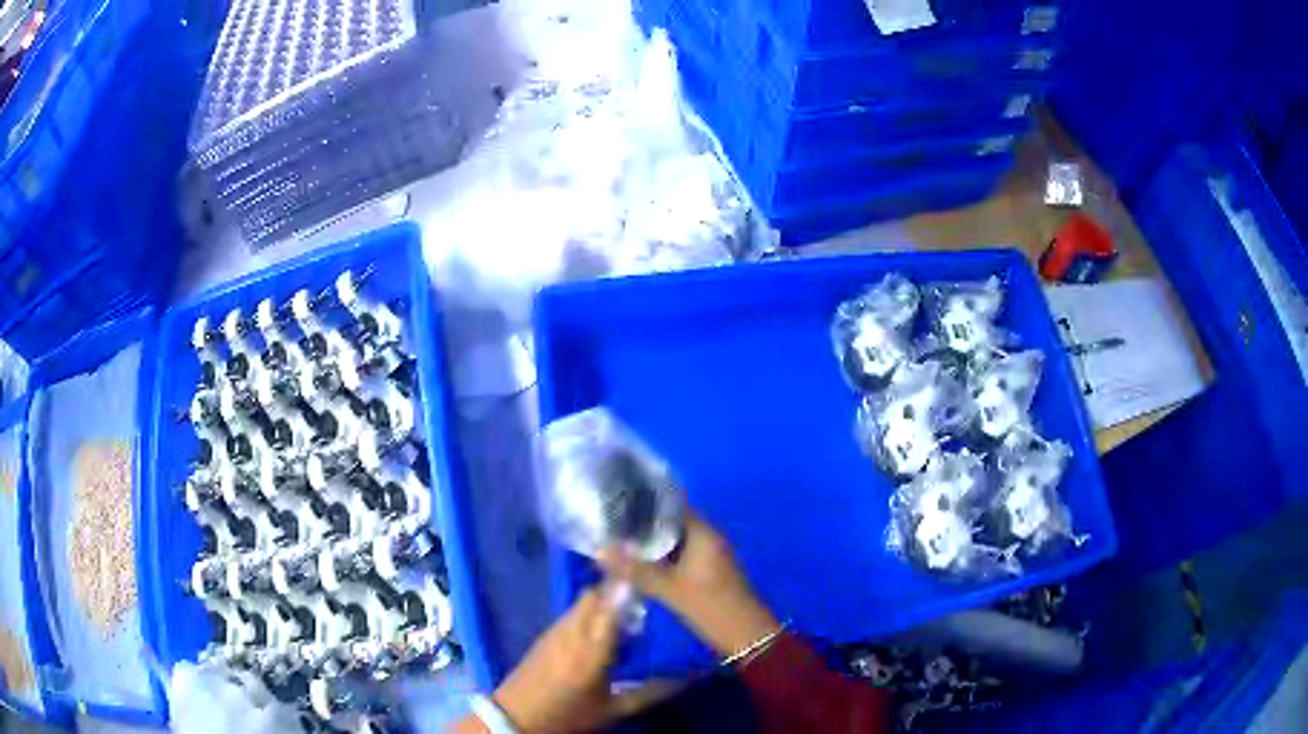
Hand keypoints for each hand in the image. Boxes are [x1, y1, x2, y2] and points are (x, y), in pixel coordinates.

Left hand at [487, 583, 679, 732]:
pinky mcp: (545, 633)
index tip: (655, 577)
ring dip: (604, 601)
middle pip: (596, 593)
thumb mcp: (613, 709)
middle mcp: (574, 630)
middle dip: (619, 592)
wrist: (517, 716)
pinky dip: (590, 612)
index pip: (613, 605)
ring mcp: (556, 629)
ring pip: (583, 600)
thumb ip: (650, 692)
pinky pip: (572, 612)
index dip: (631, 585)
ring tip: (626, 618)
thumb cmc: (569, 714)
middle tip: (644, 606)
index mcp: (593, 649)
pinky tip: (600, 631)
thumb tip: (686, 677)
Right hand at [598, 515, 780, 658]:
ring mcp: (706, 556)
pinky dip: (658, 558)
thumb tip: (599, 551)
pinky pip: (677, 556)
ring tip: (614, 541)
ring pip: (672, 541)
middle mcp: (706, 538)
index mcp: (703, 533)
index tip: (615, 500)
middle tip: (607, 524)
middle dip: (641, 524)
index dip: (644, 501)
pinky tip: (635, 564)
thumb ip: (635, 570)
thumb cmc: (711, 607)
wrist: (745, 636)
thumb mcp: (670, 590)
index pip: (670, 505)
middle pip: (669, 523)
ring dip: (648, 543)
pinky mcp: (704, 572)